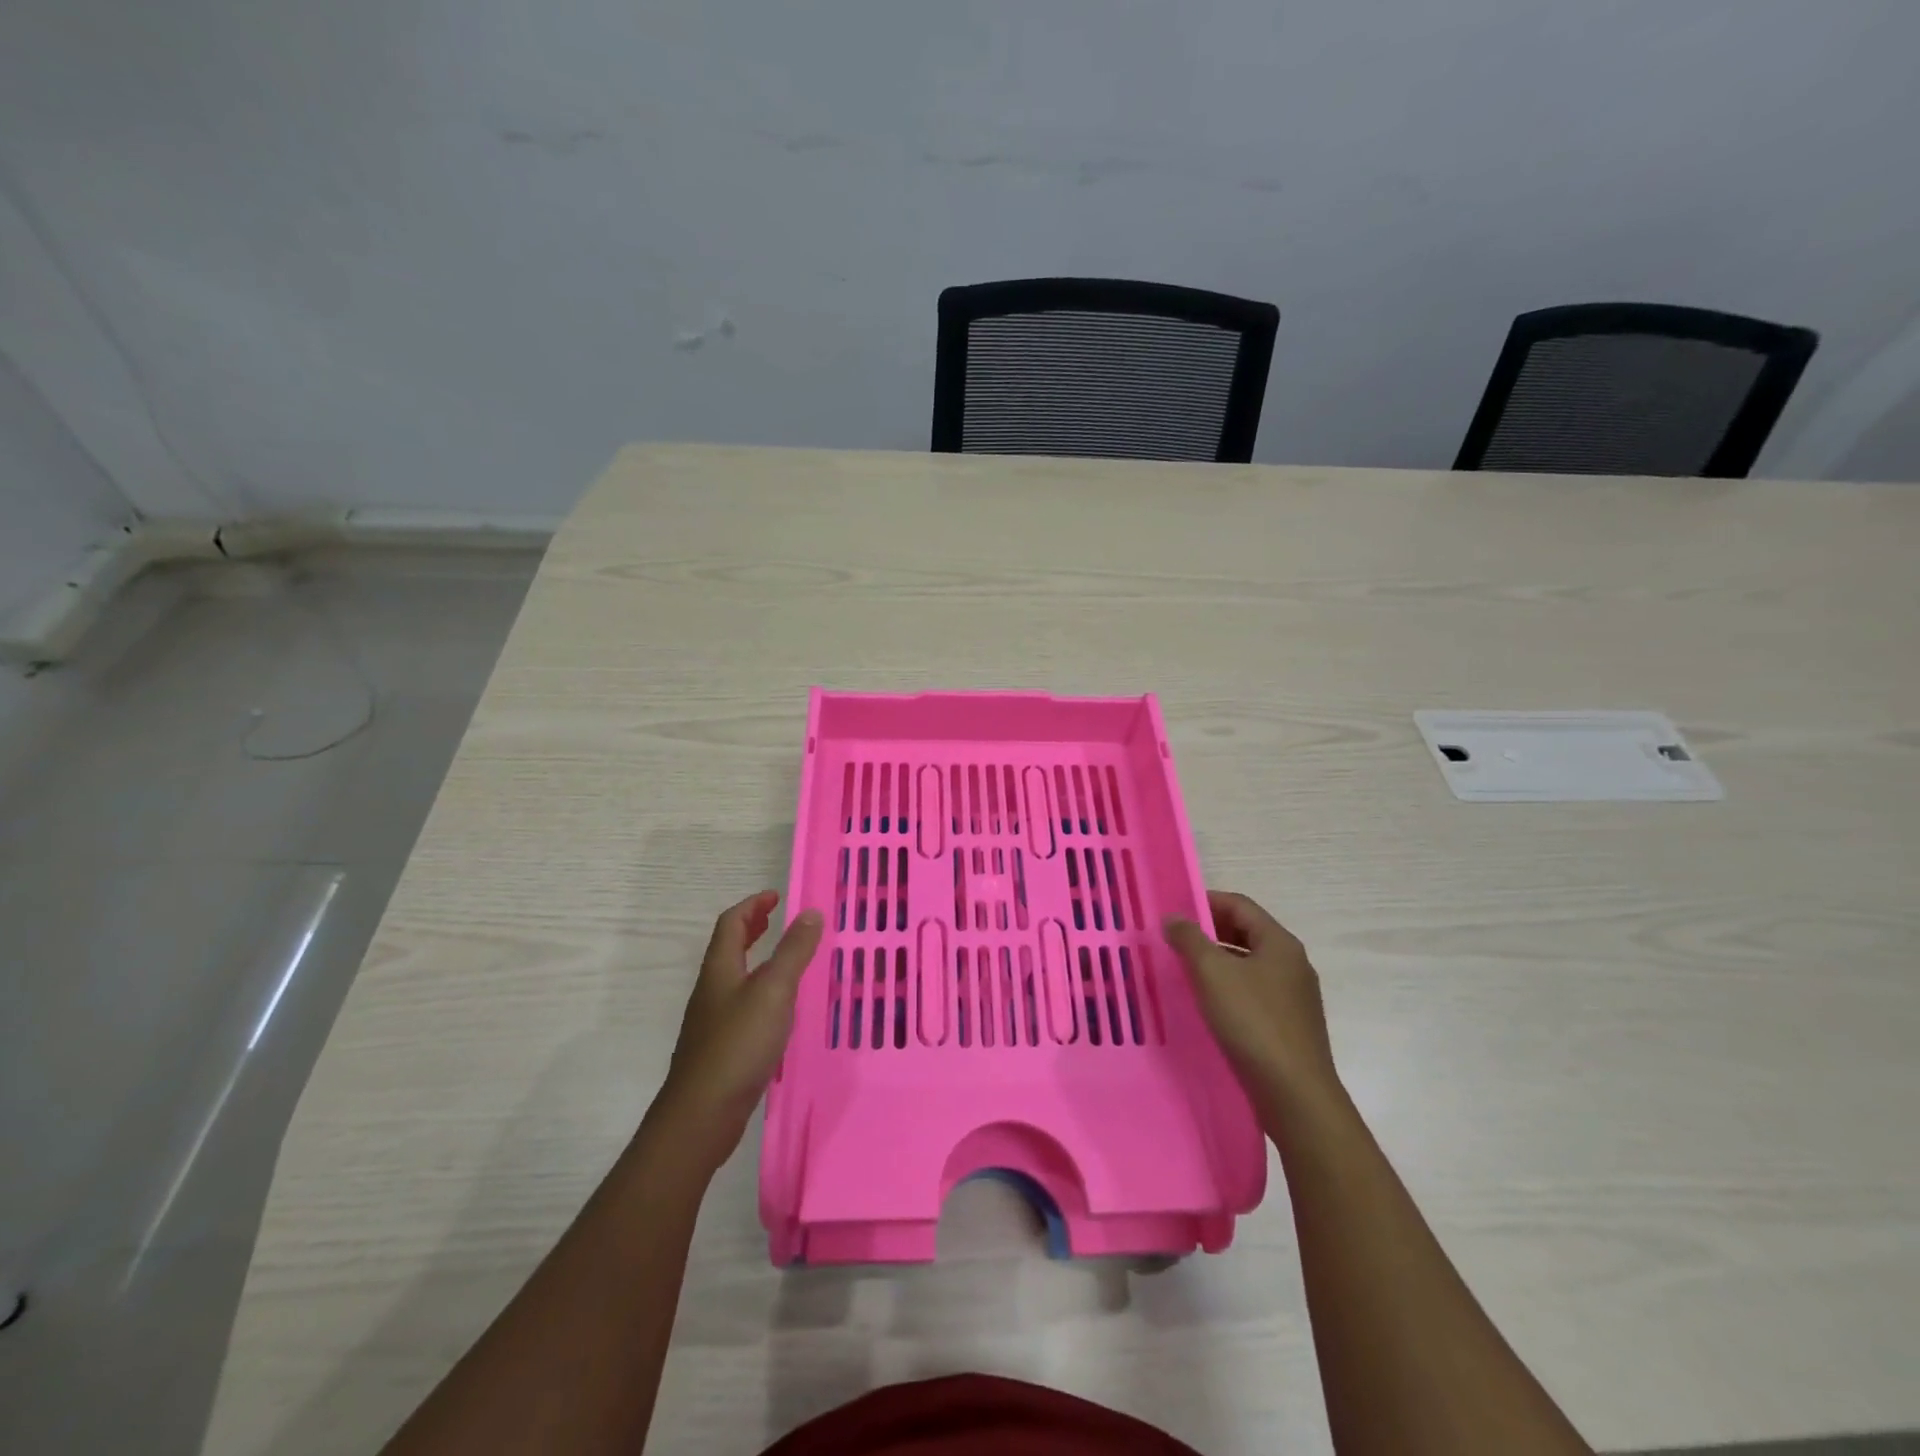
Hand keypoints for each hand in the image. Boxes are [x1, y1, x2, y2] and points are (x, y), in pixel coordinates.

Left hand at [656, 891, 822, 1166]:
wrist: (701, 1115)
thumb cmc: (738, 1045)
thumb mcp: (773, 991)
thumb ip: (793, 952)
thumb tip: (810, 912)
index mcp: (720, 970)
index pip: (731, 924)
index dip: (753, 906)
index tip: (776, 896)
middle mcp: (712, 990)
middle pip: (728, 948)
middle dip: (751, 928)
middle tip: (776, 919)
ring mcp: (713, 1022)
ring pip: (735, 978)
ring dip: (757, 960)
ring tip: (786, 961)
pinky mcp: (721, 1049)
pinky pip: (742, 1006)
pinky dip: (761, 993)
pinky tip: (780, 1011)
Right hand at [1164, 891, 1339, 1110]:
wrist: (1295, 1095)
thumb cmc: (1253, 1022)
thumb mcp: (1212, 974)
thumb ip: (1190, 939)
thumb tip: (1174, 917)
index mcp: (1279, 943)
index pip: (1240, 905)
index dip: (1206, 901)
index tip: (1174, 911)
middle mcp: (1292, 964)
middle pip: (1246, 933)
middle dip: (1209, 932)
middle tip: (1174, 939)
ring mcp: (1294, 996)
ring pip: (1249, 964)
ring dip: (1217, 961)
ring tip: (1184, 971)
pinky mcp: (1290, 1025)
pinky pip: (1254, 992)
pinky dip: (1229, 988)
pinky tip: (1208, 1005)